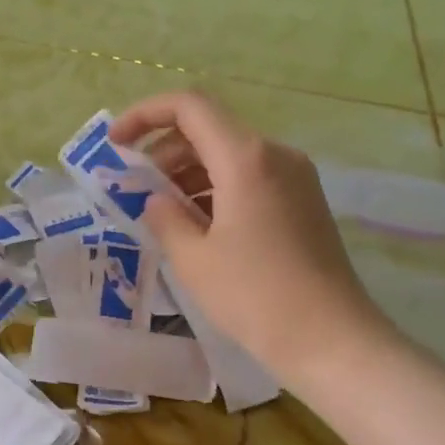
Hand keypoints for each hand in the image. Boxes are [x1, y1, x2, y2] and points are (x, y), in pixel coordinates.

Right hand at [110, 91, 398, 380]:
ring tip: (162, 212)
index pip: (189, 107)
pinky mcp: (303, 201)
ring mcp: (295, 177)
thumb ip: (165, 218)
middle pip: (209, 129)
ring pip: (230, 155)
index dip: (144, 115)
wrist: (329, 337)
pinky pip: (250, 178)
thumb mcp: (194, 259)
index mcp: (246, 158)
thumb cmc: (254, 295)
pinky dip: (216, 189)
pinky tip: (197, 225)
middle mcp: (275, 154)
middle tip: (135, 189)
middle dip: (164, 151)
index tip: (115, 143)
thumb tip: (156, 201)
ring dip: (189, 173)